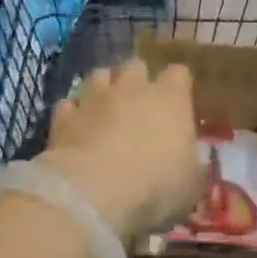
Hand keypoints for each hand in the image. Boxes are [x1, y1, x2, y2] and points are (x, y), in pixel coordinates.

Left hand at [38, 59, 201, 241]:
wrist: (93, 192)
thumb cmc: (155, 187)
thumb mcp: (191, 185)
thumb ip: (192, 166)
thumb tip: (190, 163)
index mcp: (171, 98)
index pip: (179, 73)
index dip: (178, 84)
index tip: (179, 101)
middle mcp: (133, 88)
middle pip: (136, 65)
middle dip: (138, 79)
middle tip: (140, 103)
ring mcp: (95, 98)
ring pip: (100, 75)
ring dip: (104, 87)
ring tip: (105, 107)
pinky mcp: (65, 116)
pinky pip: (70, 104)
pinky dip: (74, 112)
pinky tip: (76, 127)